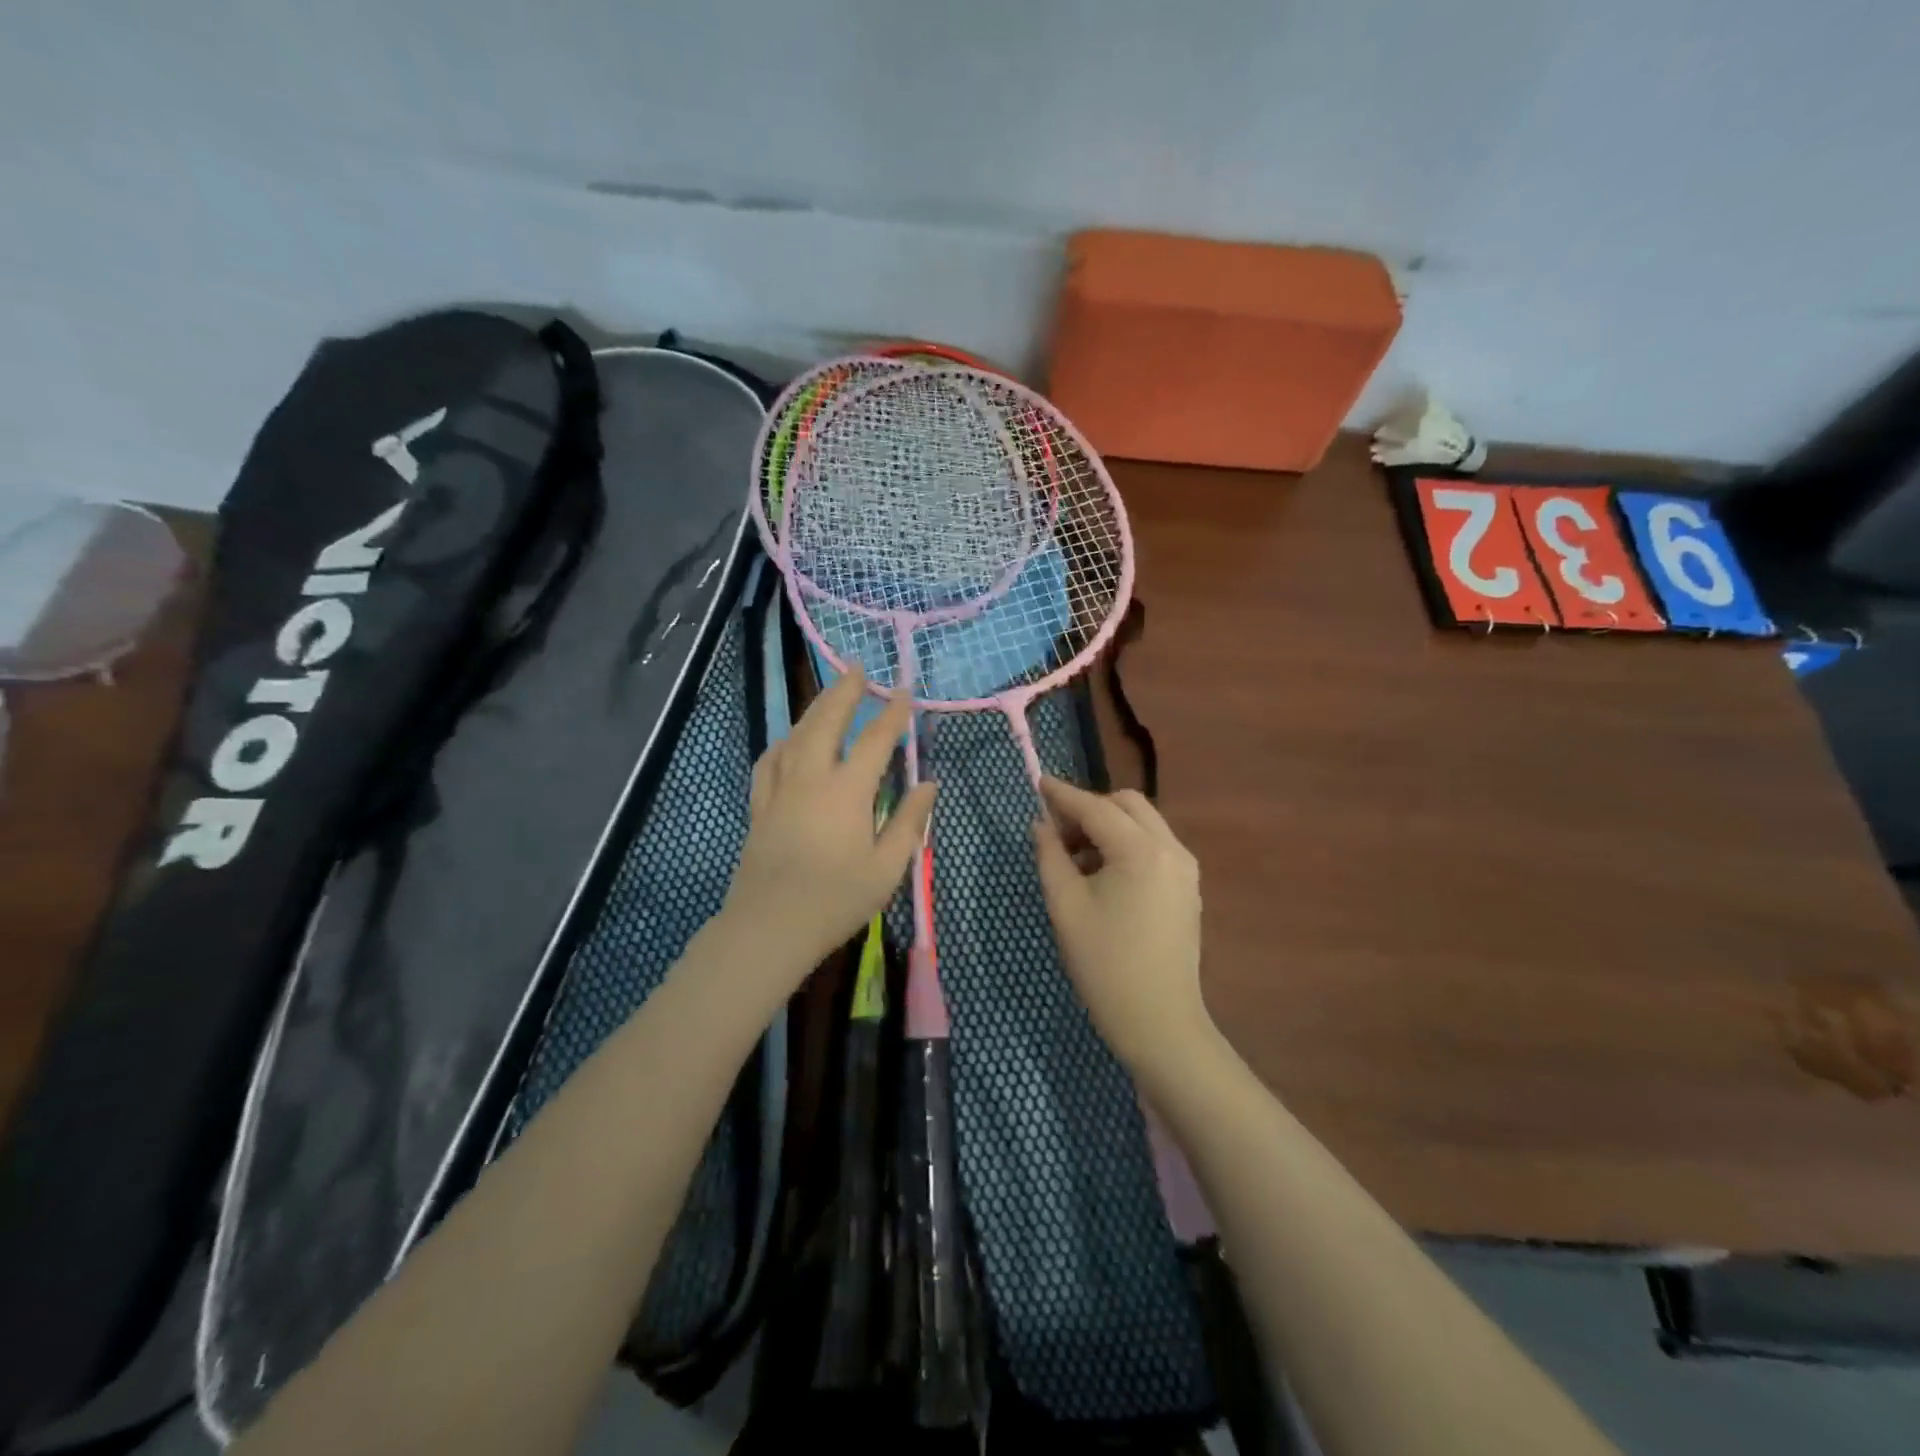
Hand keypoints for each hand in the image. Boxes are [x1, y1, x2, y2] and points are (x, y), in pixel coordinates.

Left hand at [721, 668, 934, 978]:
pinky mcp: (760, 804)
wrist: (770, 926)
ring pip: (796, 734)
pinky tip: (788, 739)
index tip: (903, 691)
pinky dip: (784, 741)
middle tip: (856, 667)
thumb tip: (928, 784)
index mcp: (848, 790)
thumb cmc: (836, 900)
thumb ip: (908, 821)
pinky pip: (770, 759)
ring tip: (829, 694)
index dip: (892, 713)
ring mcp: (781, 788)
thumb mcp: (887, 867)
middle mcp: (812, 777)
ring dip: (815, 708)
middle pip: (827, 720)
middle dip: (844, 691)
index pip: (875, 740)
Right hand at [1033, 778, 1211, 1078]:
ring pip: (1143, 824)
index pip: (1096, 807)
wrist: (1159, 1022)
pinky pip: (1154, 847)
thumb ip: (1050, 855)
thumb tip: (1042, 825)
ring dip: (1109, 827)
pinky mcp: (1188, 888)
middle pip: (1128, 804)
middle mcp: (1171, 849)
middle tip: (1058, 833)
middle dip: (1090, 808)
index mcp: (1141, 850)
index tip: (1038, 783)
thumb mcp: (1066, 906)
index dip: (1064, 795)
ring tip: (1076, 859)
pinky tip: (1103, 876)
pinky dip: (1126, 846)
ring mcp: (1185, 869)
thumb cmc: (1105, 964)